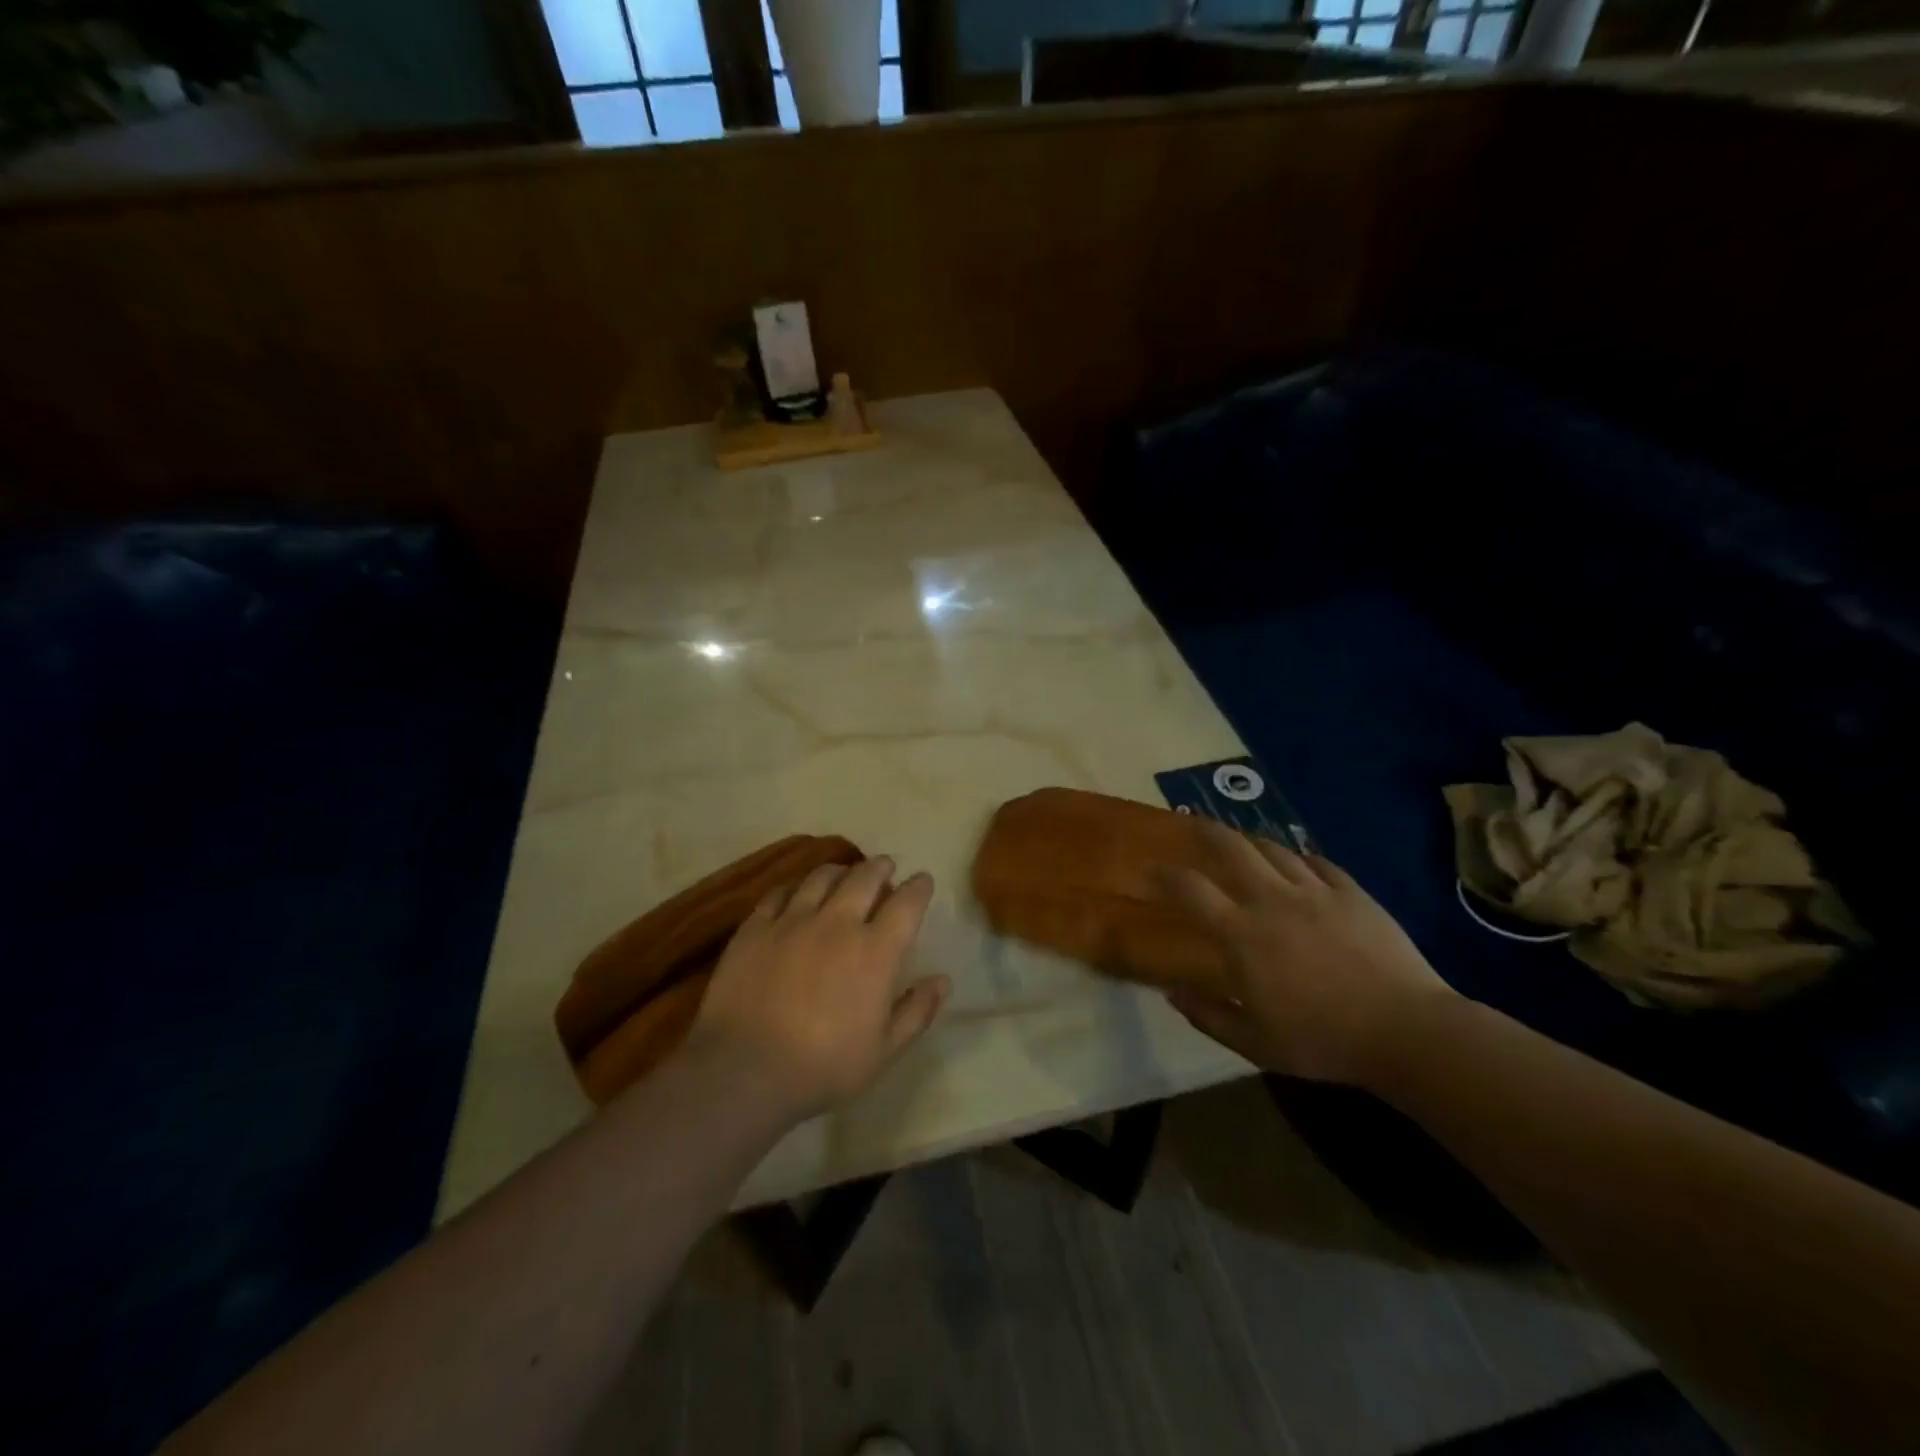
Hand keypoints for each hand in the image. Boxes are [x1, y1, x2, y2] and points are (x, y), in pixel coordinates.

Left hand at [684, 855, 950, 1122]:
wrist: (744, 1071)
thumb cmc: (823, 1067)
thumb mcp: (883, 1051)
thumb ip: (916, 1011)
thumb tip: (942, 980)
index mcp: (876, 951)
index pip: (907, 903)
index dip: (919, 887)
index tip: (922, 880)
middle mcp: (838, 923)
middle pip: (865, 877)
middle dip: (880, 867)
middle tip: (885, 867)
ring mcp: (793, 920)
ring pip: (822, 876)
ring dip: (840, 870)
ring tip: (843, 873)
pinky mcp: (755, 927)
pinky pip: (780, 892)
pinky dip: (796, 887)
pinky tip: (796, 893)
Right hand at [1161, 824, 1457, 1086]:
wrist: (1406, 1031)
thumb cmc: (1322, 1041)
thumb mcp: (1254, 1044)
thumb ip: (1208, 1016)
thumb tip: (1172, 992)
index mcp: (1242, 935)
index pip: (1191, 890)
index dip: (1167, 874)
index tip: (1153, 869)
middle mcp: (1272, 900)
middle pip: (1231, 848)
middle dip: (1206, 830)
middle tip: (1193, 822)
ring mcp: (1315, 891)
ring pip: (1274, 849)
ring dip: (1252, 841)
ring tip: (1243, 841)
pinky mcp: (1352, 892)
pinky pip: (1319, 862)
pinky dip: (1301, 858)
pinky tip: (1299, 862)